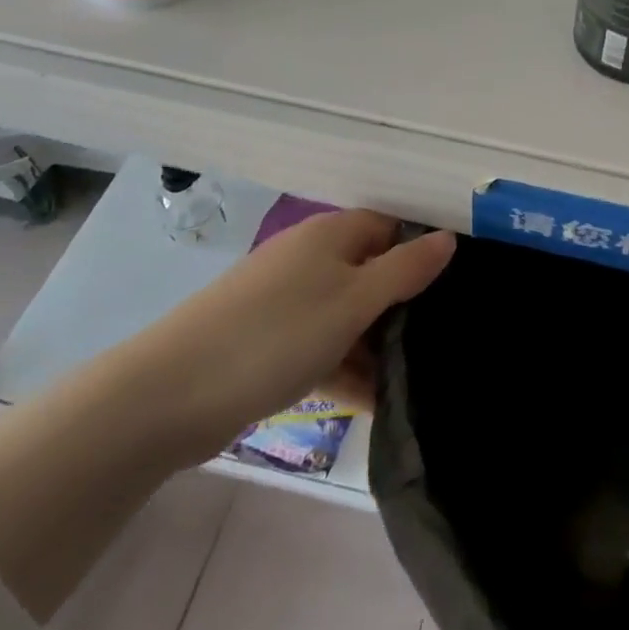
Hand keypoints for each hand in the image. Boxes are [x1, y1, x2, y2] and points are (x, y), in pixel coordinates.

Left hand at [118, 210, 456, 469]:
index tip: (458, 286)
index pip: (391, 227)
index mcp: (331, 235)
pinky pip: (322, 347)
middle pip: (371, 271)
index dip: (423, 250)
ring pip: (348, 314)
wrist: (170, 395)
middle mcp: (310, 259)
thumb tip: (448, 238)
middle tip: (443, 338)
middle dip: (405, 304)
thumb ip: (405, 269)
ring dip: (378, 344)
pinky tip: (376, 403)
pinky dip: (346, 368)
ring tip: (419, 379)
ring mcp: (287, 302)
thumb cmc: (277, 333)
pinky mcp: (269, 343)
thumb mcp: (354, 300)